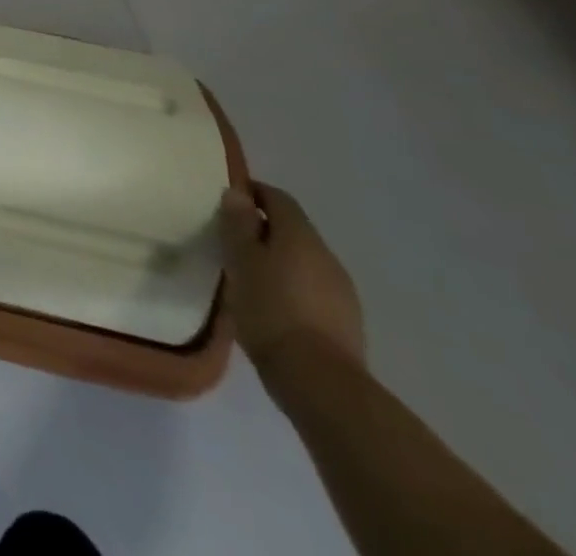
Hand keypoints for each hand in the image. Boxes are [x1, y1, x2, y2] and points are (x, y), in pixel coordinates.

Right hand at [218, 182, 364, 375]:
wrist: (321, 383)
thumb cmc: (270, 310)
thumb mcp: (241, 261)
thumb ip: (238, 225)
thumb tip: (238, 194)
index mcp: (300, 235)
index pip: (278, 198)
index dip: (253, 193)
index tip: (228, 202)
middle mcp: (326, 256)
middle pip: (293, 229)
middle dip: (264, 229)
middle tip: (233, 241)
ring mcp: (342, 291)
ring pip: (304, 261)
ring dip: (279, 260)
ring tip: (250, 276)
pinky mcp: (346, 322)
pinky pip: (314, 290)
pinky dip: (293, 287)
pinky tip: (274, 306)